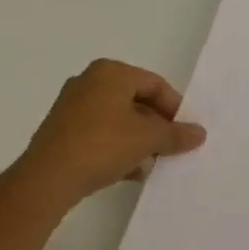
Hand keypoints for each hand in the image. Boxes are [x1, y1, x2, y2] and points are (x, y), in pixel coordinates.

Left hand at [13, 60, 205, 207]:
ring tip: (153, 163)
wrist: (49, 177)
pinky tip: (130, 173)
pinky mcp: (63, 131)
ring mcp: (72, 107)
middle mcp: (89, 82)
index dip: (175, 108)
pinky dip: (118, 149)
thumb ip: (176, 134)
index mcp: (110, 72)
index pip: (154, 84)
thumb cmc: (102, 145)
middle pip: (136, 101)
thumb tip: (199, 133)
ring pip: (118, 120)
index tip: (187, 133)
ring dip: (139, 141)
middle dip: (157, 126)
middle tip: (172, 149)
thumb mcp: (147, 138)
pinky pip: (100, 135)